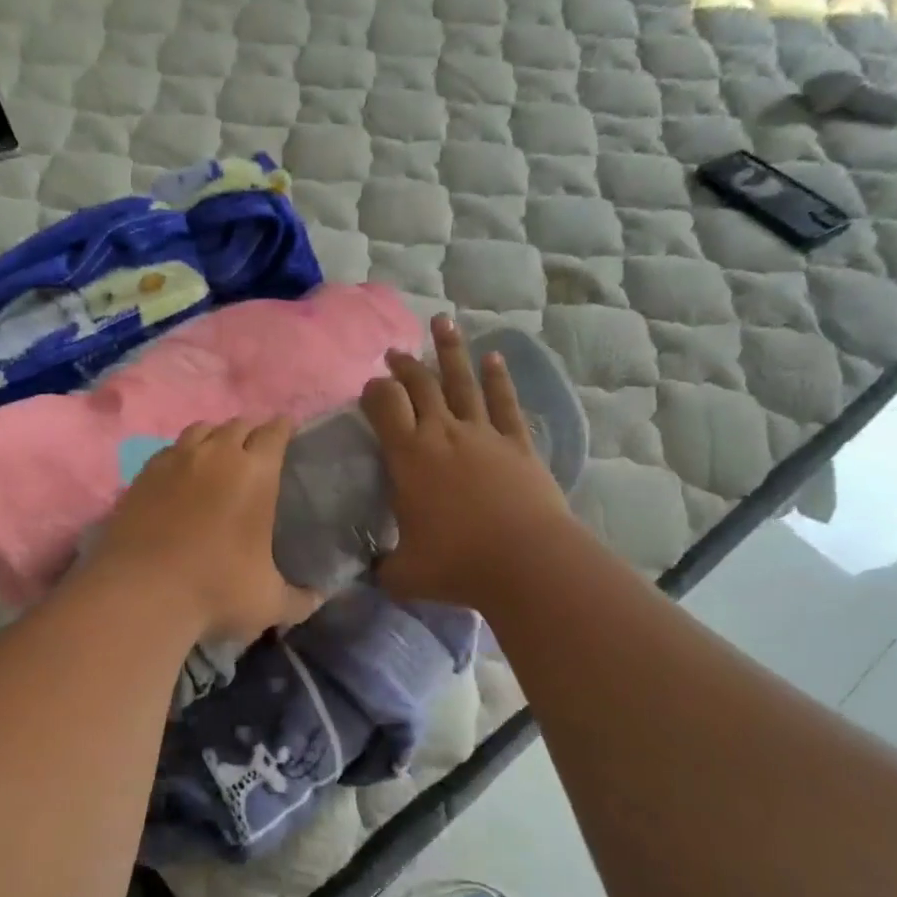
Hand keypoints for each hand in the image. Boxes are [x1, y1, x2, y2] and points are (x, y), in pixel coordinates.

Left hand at [87, 418, 320, 644]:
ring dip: (215, 436)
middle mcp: (216, 455)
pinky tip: (182, 474)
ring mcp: (175, 460)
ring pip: (201, 429)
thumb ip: (300, 599)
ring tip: (219, 455)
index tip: (288, 432)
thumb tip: (320, 598)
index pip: (274, 432)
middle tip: (256, 450)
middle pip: (238, 424)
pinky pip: (170, 450)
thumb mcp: (269, 603)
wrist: (140, 594)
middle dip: (251, 432)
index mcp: (255, 473)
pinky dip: (182, 455)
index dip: (283, 428)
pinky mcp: (142, 475)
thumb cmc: (215, 591)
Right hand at [361, 316, 575, 608]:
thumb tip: (371, 571)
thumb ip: (382, 567)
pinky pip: (505, 403)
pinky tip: (494, 358)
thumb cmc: (457, 564)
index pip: (385, 407)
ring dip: (451, 352)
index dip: (374, 391)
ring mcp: (484, 434)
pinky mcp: (518, 444)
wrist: (527, 562)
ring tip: (442, 322)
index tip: (369, 387)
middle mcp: (443, 434)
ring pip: (462, 382)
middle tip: (395, 352)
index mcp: (409, 457)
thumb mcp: (403, 574)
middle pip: (421, 386)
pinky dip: (499, 379)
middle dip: (405, 365)